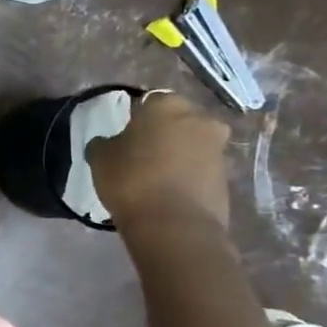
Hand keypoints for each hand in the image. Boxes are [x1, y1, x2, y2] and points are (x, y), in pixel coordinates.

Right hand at [87, 91, 230, 234]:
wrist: (174, 225)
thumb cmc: (131, 180)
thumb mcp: (100, 158)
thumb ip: (104, 144)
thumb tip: (108, 143)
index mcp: (166, 106)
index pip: (150, 101)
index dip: (138, 117)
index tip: (126, 135)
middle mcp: (199, 119)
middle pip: (179, 120)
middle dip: (165, 133)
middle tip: (143, 153)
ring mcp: (218, 150)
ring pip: (193, 145)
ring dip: (179, 155)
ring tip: (156, 178)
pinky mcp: (226, 179)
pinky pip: (201, 171)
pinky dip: (189, 177)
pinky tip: (169, 194)